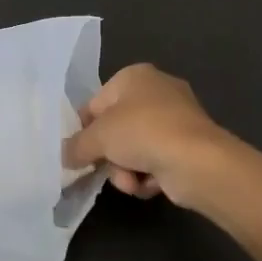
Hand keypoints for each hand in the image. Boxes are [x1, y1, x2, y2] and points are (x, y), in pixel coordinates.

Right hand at [63, 63, 233, 207]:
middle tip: (104, 169)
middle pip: (116, 129)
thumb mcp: (98, 137)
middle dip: (109, 155)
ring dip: (126, 170)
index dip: (85, 130)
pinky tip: (149, 184)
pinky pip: (155, 161)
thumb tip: (65, 156)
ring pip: (133, 148)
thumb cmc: (143, 132)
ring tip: (131, 181)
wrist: (197, 160)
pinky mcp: (187, 145)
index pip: (96, 103)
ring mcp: (175, 118)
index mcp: (134, 76)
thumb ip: (76, 146)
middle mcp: (156, 91)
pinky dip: (148, 175)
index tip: (78, 153)